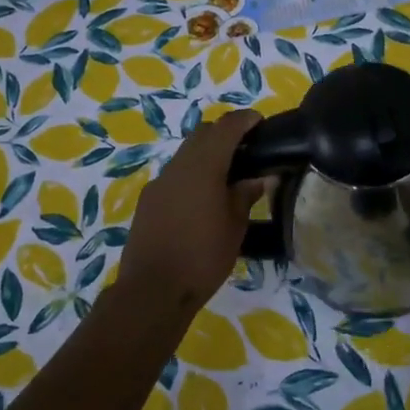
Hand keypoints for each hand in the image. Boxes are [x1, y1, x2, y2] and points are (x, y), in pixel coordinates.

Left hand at [117, 110, 266, 313]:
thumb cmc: (203, 257)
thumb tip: (259, 177)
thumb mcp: (235, 226)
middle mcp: (178, 167)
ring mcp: (159, 183)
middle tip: (247, 149)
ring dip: (206, 154)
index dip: (245, 120)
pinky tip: (203, 198)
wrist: (153, 290)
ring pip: (186, 153)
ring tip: (228, 176)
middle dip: (225, 133)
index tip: (260, 122)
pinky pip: (175, 175)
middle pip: (202, 134)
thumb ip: (246, 195)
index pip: (226, 127)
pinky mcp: (148, 201)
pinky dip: (192, 174)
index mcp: (203, 167)